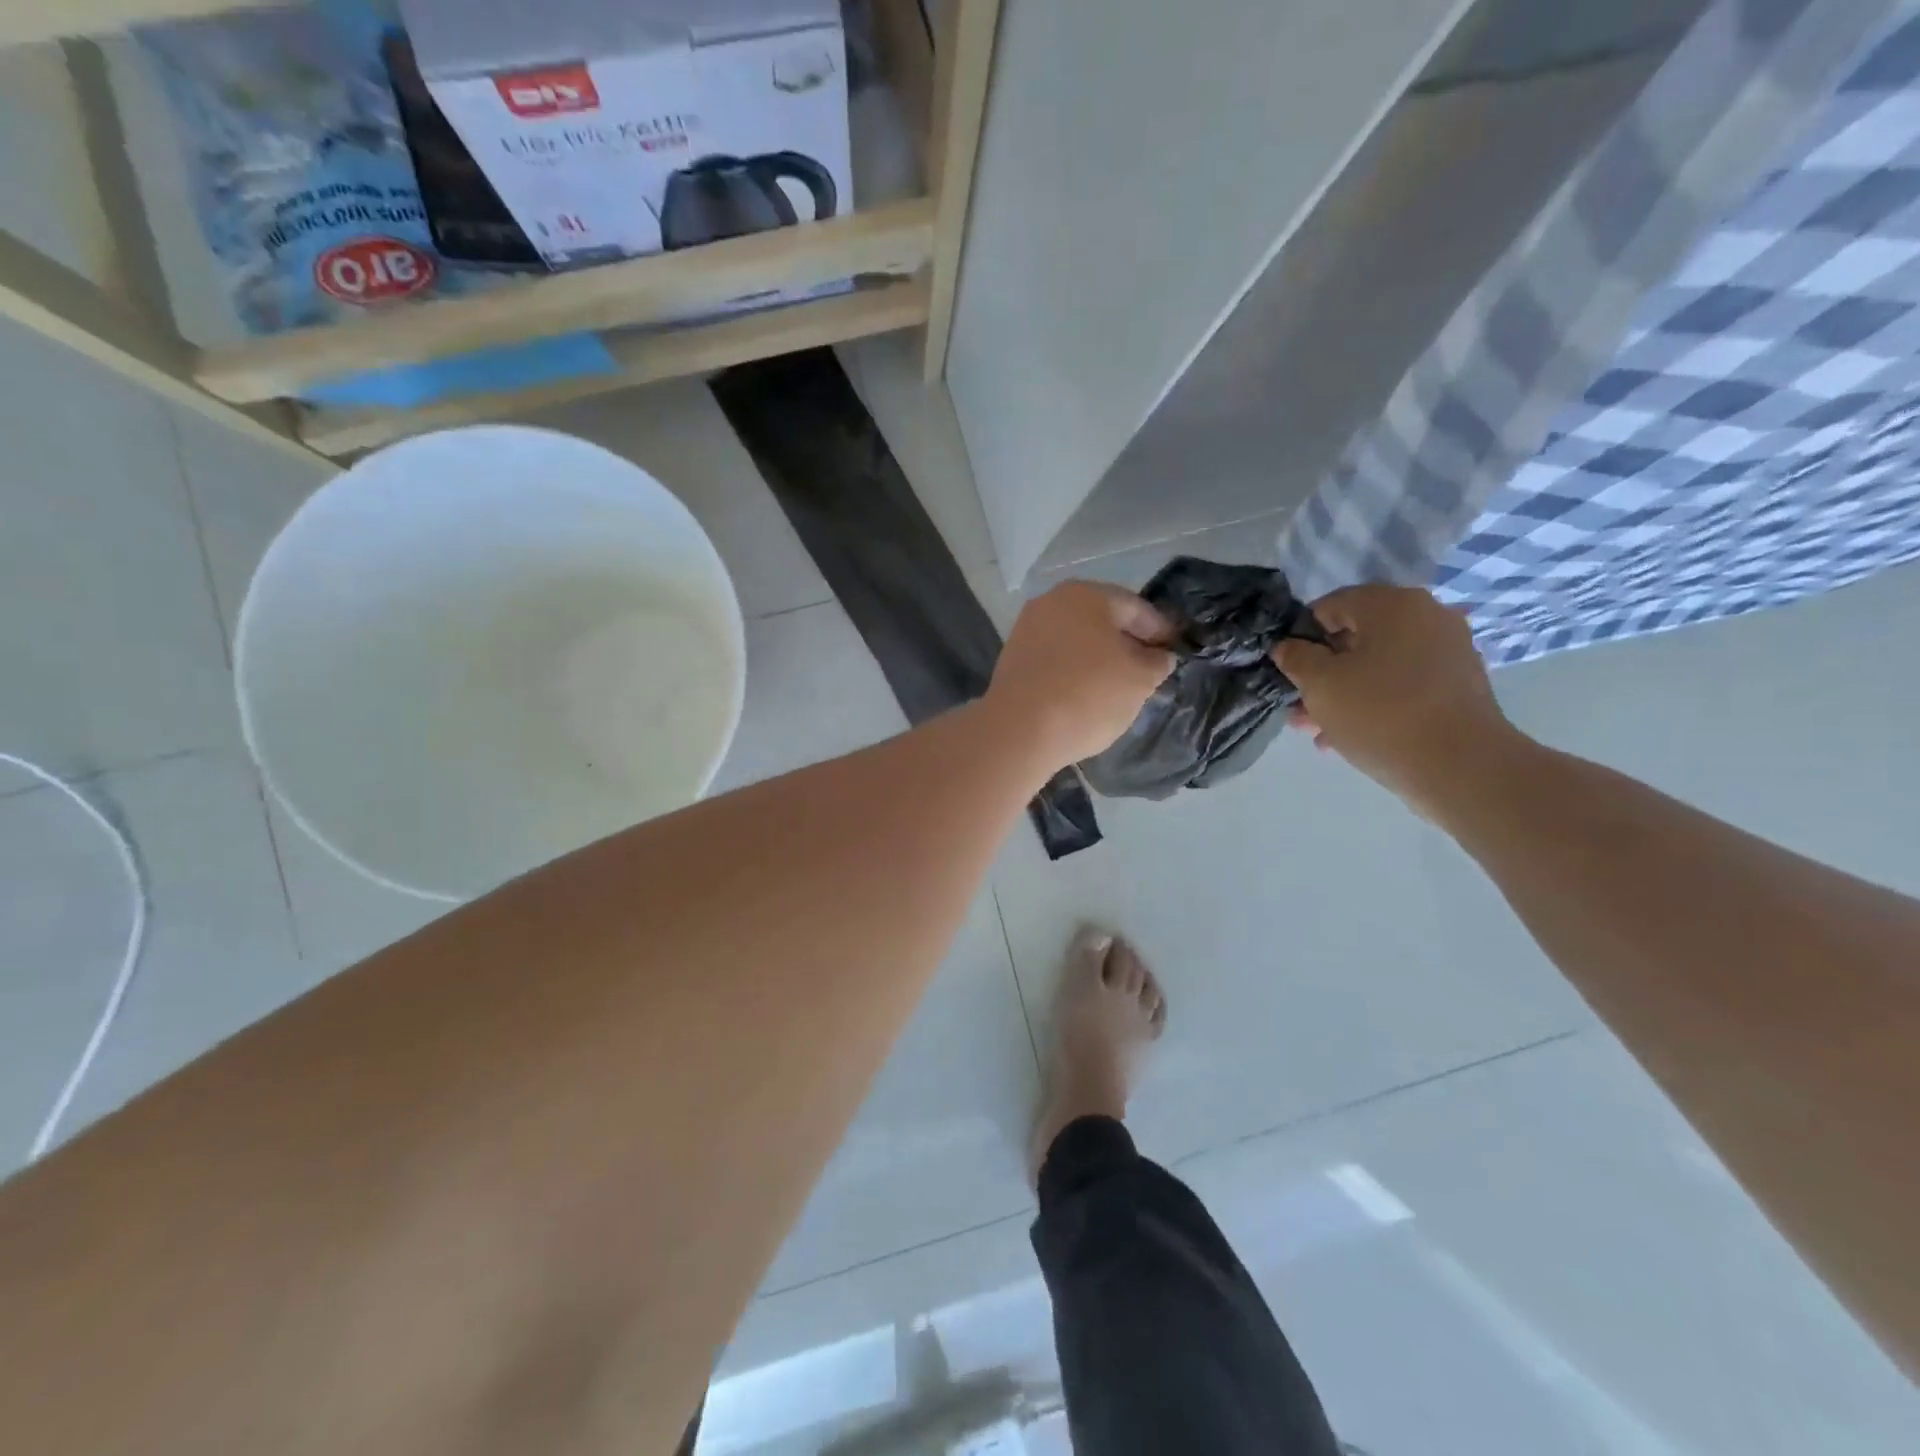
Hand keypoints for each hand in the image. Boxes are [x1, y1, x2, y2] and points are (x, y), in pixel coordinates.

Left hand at [987, 581, 1174, 767]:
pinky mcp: (1012, 658)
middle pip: (1102, 620)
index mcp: (1087, 595)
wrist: (1019, 730)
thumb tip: (1159, 656)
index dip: (1161, 630)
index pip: (1136, 608)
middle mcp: (1052, 602)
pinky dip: (1074, 669)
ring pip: (1077, 639)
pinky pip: (1055, 658)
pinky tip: (1084, 693)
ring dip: (1099, 657)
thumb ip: (1157, 662)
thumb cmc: (1088, 695)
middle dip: (1127, 642)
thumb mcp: (1139, 680)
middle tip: (1148, 669)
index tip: (1175, 650)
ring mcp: (1027, 628)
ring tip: (1118, 685)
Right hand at [1274, 585, 1520, 811]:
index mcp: (1392, 604)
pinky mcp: (1458, 684)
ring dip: (1344, 693)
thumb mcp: (1319, 684)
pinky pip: (1403, 685)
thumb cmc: (1379, 713)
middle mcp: (1426, 616)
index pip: (1329, 607)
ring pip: (1377, 666)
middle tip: (1299, 707)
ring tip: (1318, 730)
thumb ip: (1296, 657)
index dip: (1300, 638)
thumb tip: (1288, 646)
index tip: (1288, 671)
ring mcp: (1447, 650)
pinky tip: (1351, 736)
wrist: (1459, 765)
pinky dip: (1375, 702)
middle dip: (1322, 673)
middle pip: (1355, 639)